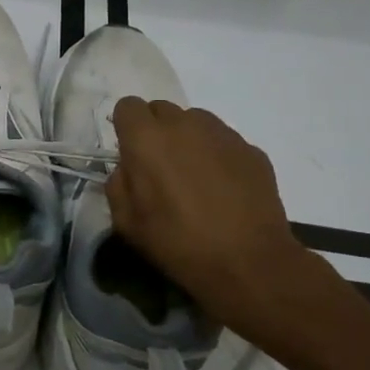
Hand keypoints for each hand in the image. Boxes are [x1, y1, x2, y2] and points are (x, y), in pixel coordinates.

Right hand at [105, 98, 307, 328]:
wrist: (248, 262)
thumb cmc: (177, 243)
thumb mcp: (126, 223)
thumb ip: (118, 184)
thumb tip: (128, 168)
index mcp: (146, 139)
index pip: (128, 106)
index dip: (126, 127)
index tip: (131, 153)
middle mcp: (184, 125)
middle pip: (161, 109)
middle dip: (156, 131)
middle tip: (160, 167)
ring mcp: (222, 134)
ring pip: (195, 121)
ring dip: (187, 139)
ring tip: (194, 176)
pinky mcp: (251, 149)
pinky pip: (223, 141)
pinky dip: (217, 155)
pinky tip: (222, 188)